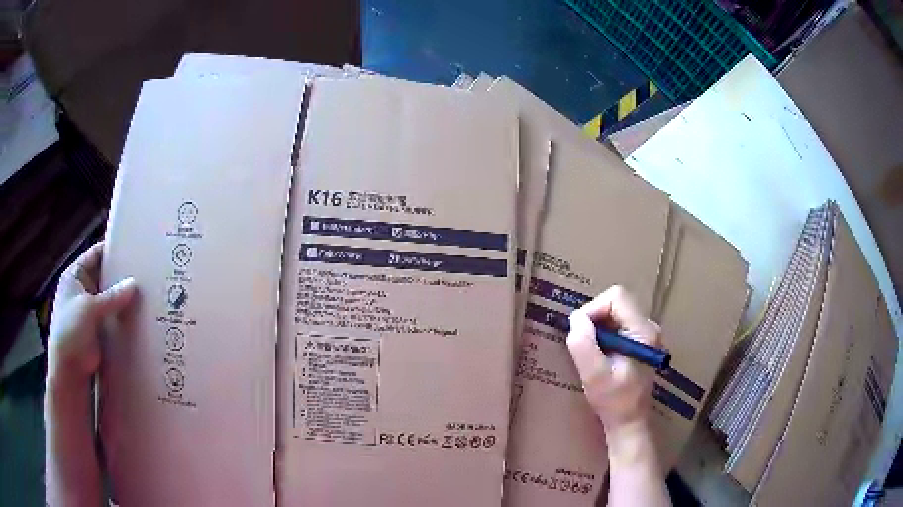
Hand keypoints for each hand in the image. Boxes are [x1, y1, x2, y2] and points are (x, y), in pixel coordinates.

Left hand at [47, 242, 136, 387]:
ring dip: (123, 300)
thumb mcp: (89, 309)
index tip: (134, 248)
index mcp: (75, 276)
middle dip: (121, 276)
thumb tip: (133, 284)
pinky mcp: (98, 332)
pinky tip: (139, 318)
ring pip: (110, 300)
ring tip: (147, 295)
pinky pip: (112, 319)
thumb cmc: (71, 332)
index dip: (112, 249)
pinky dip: (123, 318)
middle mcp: (82, 290)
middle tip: (146, 273)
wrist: (68, 373)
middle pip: (104, 276)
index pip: (96, 254)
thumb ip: (112, 297)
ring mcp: (90, 312)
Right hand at [566, 285, 661, 433]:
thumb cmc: (614, 401)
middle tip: (583, 344)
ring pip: (616, 312)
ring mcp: (647, 334)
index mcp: (643, 332)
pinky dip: (604, 334)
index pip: (616, 297)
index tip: (580, 332)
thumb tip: (576, 318)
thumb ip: (584, 345)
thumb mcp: (594, 376)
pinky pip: (619, 324)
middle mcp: (649, 327)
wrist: (629, 421)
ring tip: (591, 351)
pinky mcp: (641, 342)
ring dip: (598, 327)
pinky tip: (599, 354)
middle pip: (617, 302)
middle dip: (594, 318)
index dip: (593, 309)